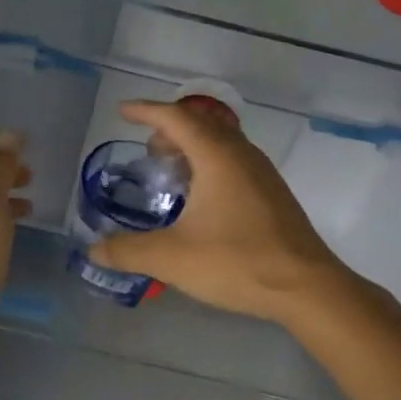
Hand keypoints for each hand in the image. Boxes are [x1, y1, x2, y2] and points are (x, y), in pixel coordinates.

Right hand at [88, 101, 347, 324]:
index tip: (122, 112)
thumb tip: (94, 250)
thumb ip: (128, 251)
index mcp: (217, 157)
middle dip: (170, 129)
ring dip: (192, 148)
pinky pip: (234, 162)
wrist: (306, 288)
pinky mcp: (272, 195)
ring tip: (170, 173)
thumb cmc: (237, 262)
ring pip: (221, 143)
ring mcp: (262, 174)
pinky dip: (209, 165)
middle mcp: (242, 155)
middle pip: (202, 124)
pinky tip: (200, 200)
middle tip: (148, 151)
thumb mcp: (172, 258)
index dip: (147, 111)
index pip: (177, 118)